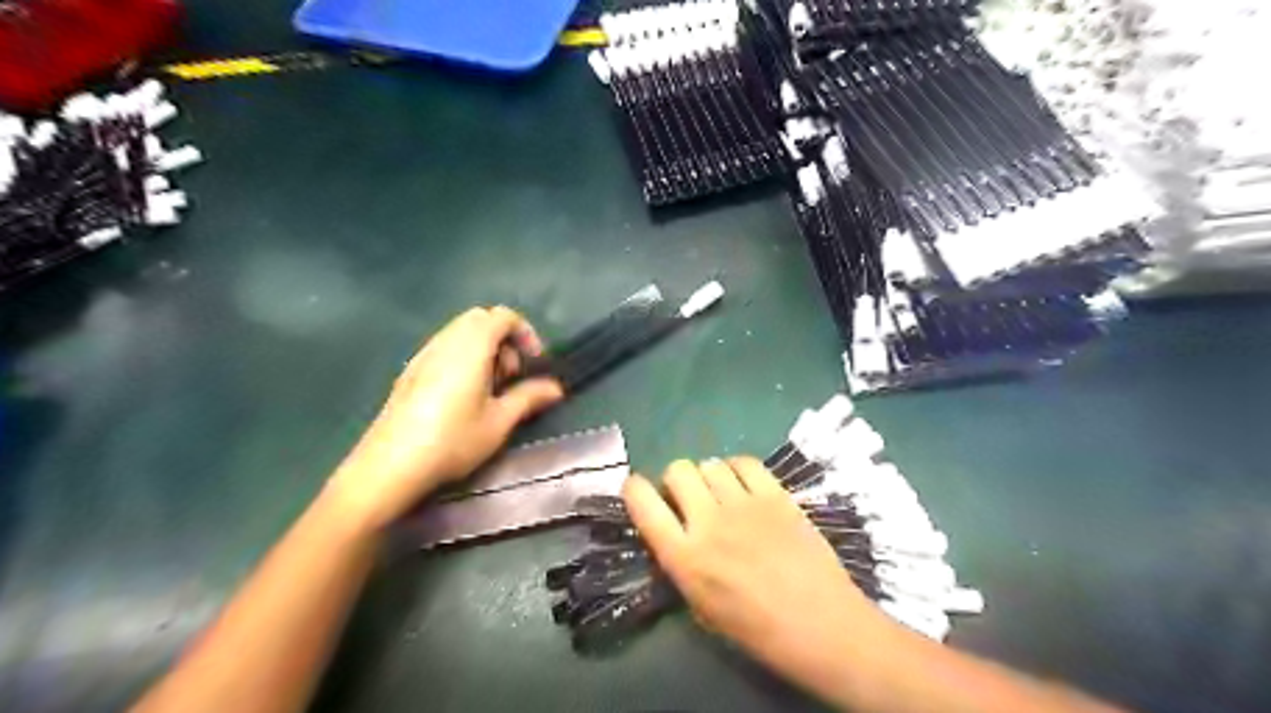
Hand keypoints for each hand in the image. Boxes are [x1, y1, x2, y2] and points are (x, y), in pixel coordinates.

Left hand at [329, 308, 562, 528]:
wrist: (390, 466)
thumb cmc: (452, 440)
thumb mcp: (499, 421)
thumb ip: (529, 397)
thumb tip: (556, 387)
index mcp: (470, 347)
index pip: (503, 316)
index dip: (526, 333)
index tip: (534, 364)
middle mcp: (445, 341)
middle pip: (480, 319)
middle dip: (504, 340)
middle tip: (511, 377)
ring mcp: (423, 354)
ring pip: (460, 332)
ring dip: (484, 349)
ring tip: (489, 389)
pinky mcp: (410, 371)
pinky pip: (444, 347)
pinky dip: (463, 357)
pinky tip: (463, 396)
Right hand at [622, 461, 886, 686]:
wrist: (821, 625)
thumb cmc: (757, 630)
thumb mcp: (701, 607)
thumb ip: (681, 563)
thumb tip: (673, 531)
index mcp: (684, 557)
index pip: (642, 502)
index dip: (635, 489)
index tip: (640, 492)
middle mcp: (708, 521)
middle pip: (677, 470)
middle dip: (677, 481)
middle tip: (690, 499)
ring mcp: (744, 504)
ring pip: (710, 463)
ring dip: (708, 476)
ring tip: (722, 494)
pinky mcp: (776, 495)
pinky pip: (745, 462)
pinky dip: (737, 469)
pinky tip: (745, 486)